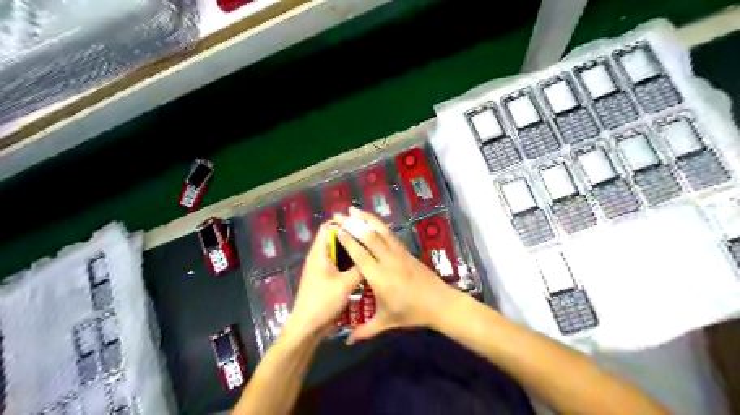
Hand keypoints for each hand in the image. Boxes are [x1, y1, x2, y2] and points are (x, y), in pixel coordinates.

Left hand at [284, 222, 363, 337]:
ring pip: (338, 254)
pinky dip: (349, 264)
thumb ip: (360, 268)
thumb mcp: (345, 284)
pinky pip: (339, 265)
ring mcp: (322, 269)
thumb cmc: (323, 302)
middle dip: (351, 238)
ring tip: (370, 251)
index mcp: (319, 253)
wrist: (308, 327)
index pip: (328, 227)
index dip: (343, 223)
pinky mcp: (326, 279)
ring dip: (352, 252)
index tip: (362, 226)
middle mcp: (319, 257)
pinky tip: (364, 267)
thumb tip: (374, 257)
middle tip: (371, 239)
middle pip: (335, 240)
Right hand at [333, 206, 460, 343]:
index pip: (359, 253)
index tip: (336, 228)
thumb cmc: (411, 313)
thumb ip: (365, 331)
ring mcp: (398, 253)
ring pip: (381, 231)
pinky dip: (379, 225)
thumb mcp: (386, 322)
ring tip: (354, 209)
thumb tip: (347, 341)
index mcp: (379, 276)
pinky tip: (373, 221)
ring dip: (367, 218)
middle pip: (369, 236)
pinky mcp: (406, 252)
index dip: (347, 239)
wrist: (439, 303)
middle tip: (339, 214)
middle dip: (353, 223)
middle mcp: (388, 260)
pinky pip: (390, 235)